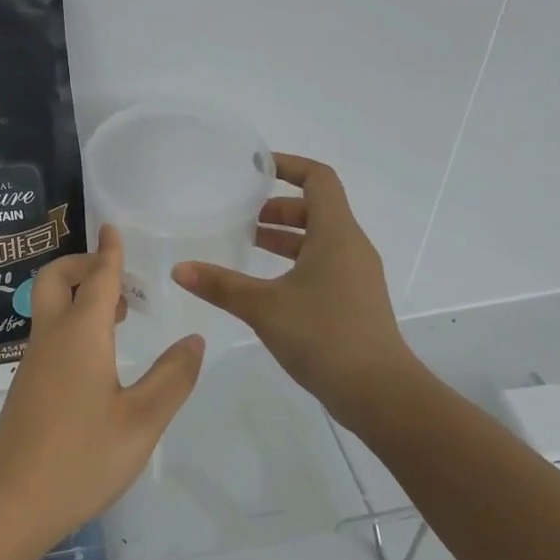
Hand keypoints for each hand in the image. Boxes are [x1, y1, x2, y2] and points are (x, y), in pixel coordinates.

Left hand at [0, 226, 204, 551]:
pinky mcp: (28, 385)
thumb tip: (193, 340)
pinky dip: (73, 322)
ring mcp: (34, 361)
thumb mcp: (142, 421)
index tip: (111, 227)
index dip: (109, 252)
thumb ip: (171, 378)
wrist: (9, 500)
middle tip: (118, 278)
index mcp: (81, 334)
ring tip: (118, 313)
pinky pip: (50, 332)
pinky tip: (98, 356)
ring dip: (79, 295)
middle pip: (56, 280)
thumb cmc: (81, 457)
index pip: (98, 278)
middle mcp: (52, 337)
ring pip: (50, 306)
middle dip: (83, 265)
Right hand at [172, 153, 408, 426]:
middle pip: (317, 209)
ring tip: (248, 245)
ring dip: (285, 237)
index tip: (256, 169)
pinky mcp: (354, 301)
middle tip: (243, 215)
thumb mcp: (264, 306)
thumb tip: (179, 269)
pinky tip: (267, 286)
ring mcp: (356, 276)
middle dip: (279, 206)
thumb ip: (220, 285)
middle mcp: (351, 247)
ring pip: (320, 240)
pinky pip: (323, 265)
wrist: (380, 393)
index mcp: (336, 234)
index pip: (319, 179)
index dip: (289, 166)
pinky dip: (295, 262)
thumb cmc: (324, 335)